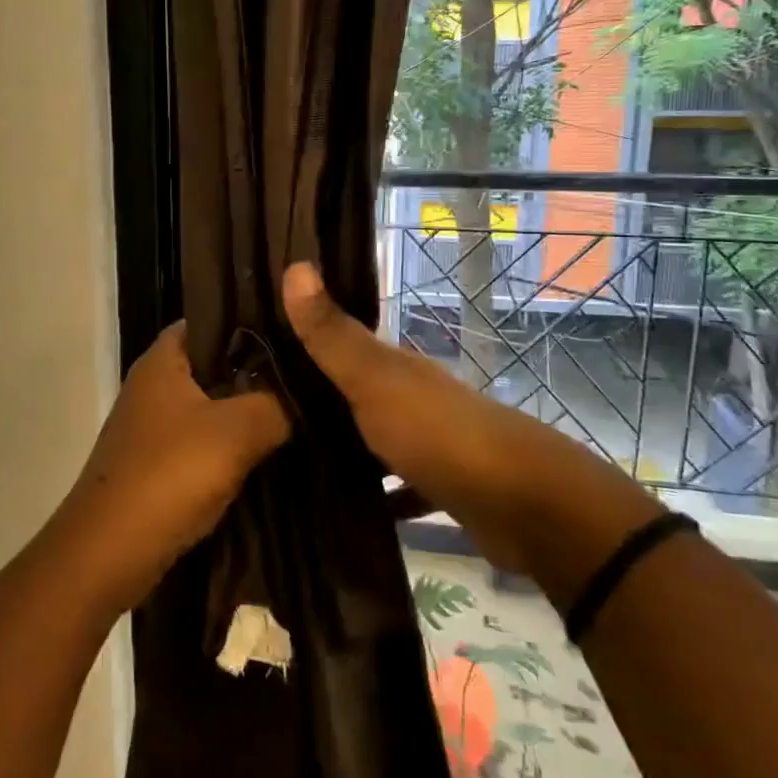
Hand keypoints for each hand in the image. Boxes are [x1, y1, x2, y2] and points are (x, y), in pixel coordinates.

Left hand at [55, 322, 288, 615]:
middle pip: (216, 361)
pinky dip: (232, 441)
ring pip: (213, 403)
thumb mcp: (236, 432)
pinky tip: (270, 448)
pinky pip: (204, 437)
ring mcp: (154, 422)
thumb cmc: (168, 476)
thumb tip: (306, 392)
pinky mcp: (159, 459)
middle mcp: (155, 382)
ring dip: (248, 408)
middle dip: (259, 368)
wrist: (108, 553)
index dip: (255, 319)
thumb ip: (277, 403)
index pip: (214, 318)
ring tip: (301, 405)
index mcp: (164, 358)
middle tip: (310, 370)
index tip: (299, 329)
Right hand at [281, 262, 657, 584]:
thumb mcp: (374, 381)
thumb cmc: (439, 434)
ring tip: (287, 468)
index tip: (254, 357)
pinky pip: (398, 487)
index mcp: (395, 366)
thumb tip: (294, 265)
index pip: (340, 344)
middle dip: (314, 402)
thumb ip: (333, 335)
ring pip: (374, 439)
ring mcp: (430, 442)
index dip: (302, 344)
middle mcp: (412, 396)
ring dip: (342, 449)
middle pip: (355, 392)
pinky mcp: (442, 486)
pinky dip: (376, 496)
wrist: (523, 506)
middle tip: (260, 421)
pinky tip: (343, 512)